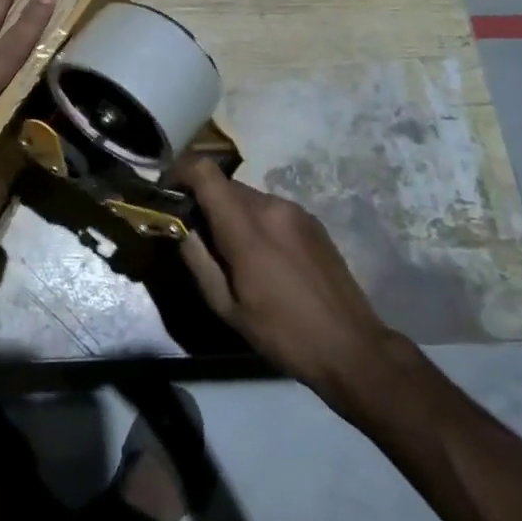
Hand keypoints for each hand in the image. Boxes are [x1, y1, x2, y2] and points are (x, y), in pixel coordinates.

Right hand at [175, 160, 402, 407]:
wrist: (354, 349)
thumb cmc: (283, 334)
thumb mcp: (226, 307)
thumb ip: (197, 259)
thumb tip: (179, 227)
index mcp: (246, 226)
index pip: (204, 171)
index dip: (179, 172)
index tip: (167, 193)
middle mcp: (270, 206)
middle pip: (223, 184)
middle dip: (203, 200)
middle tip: (196, 234)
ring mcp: (295, 210)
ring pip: (247, 196)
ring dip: (230, 212)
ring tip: (231, 251)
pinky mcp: (312, 221)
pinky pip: (270, 208)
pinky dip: (254, 220)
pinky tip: (263, 256)